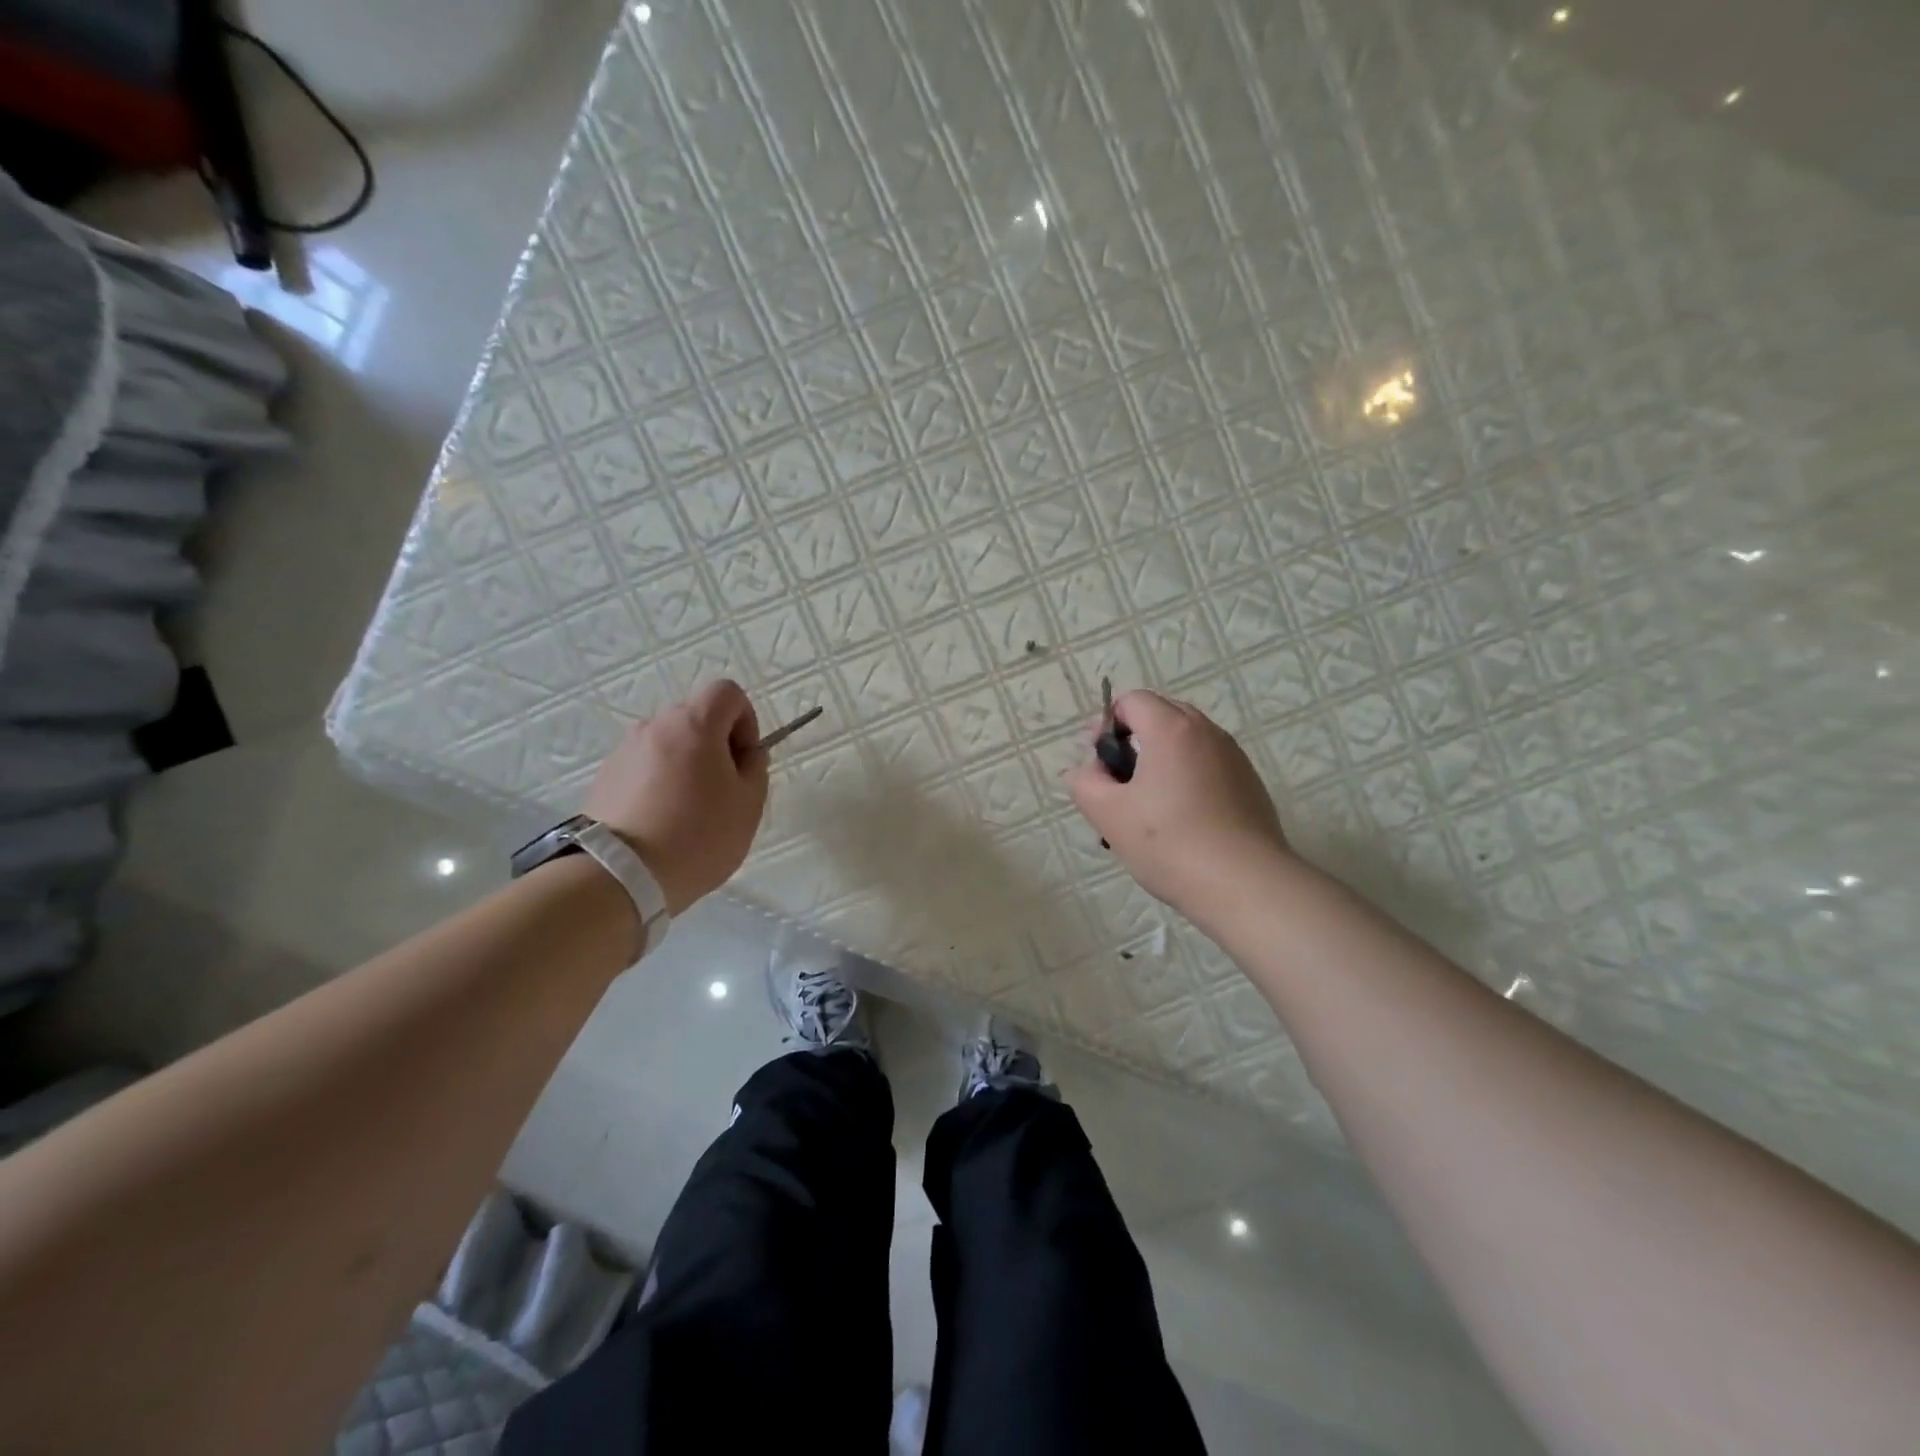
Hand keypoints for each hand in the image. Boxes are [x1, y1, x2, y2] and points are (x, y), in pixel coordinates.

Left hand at [583, 679, 768, 914]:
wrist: (619, 875)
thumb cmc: (698, 835)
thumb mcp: (749, 804)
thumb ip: (755, 768)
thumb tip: (745, 754)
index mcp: (694, 724)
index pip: (727, 692)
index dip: (745, 720)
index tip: (744, 760)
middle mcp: (655, 726)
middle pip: (695, 718)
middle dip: (715, 745)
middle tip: (722, 791)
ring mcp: (624, 751)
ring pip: (668, 744)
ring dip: (685, 765)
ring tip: (688, 811)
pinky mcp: (604, 778)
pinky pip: (644, 768)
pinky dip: (658, 783)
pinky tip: (661, 822)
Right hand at [1065, 690, 1289, 922]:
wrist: (1245, 885)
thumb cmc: (1169, 843)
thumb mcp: (1108, 813)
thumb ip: (1085, 781)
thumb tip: (1087, 769)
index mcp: (1172, 729)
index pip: (1133, 700)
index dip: (1107, 724)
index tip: (1099, 763)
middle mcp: (1207, 732)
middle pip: (1161, 715)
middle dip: (1133, 740)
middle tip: (1119, 784)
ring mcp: (1234, 757)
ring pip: (1186, 742)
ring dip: (1161, 760)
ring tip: (1149, 807)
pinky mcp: (1250, 783)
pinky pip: (1208, 765)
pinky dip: (1188, 778)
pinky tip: (1183, 821)